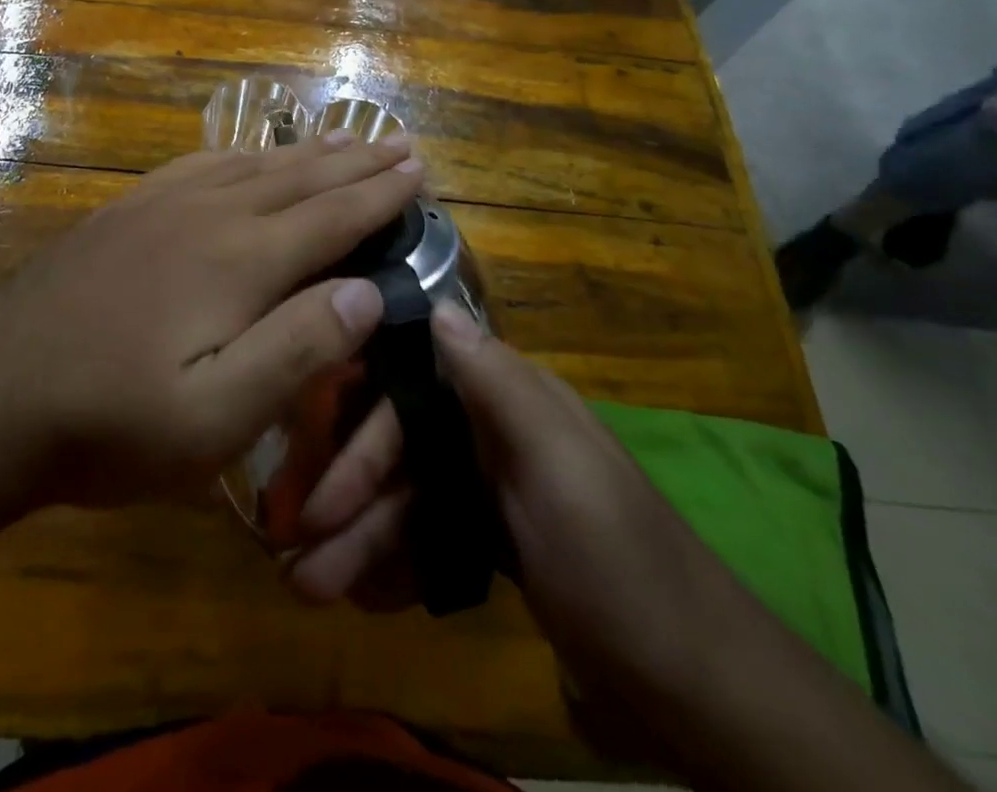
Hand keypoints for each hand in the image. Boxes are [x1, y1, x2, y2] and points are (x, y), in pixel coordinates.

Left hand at [0, 133, 422, 508]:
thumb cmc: (111, 421)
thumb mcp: (215, 417)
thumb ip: (297, 349)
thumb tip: (367, 292)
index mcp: (241, 261)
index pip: (331, 217)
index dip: (380, 195)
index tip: (419, 170)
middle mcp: (210, 214)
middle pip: (300, 178)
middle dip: (356, 162)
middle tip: (400, 143)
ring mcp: (162, 204)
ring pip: (254, 164)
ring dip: (307, 151)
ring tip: (345, 138)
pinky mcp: (127, 209)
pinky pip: (202, 163)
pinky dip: (242, 153)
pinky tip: (246, 154)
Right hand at [290, 307, 737, 697]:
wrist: (700, 691)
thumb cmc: (620, 565)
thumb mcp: (560, 467)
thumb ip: (497, 385)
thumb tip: (435, 305)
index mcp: (510, 401)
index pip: (412, 389)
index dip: (359, 425)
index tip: (309, 466)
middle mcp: (495, 433)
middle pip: (401, 448)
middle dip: (349, 495)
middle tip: (296, 551)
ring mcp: (495, 490)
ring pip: (409, 497)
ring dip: (360, 538)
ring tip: (312, 589)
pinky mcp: (497, 541)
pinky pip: (428, 536)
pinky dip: (394, 562)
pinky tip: (363, 593)